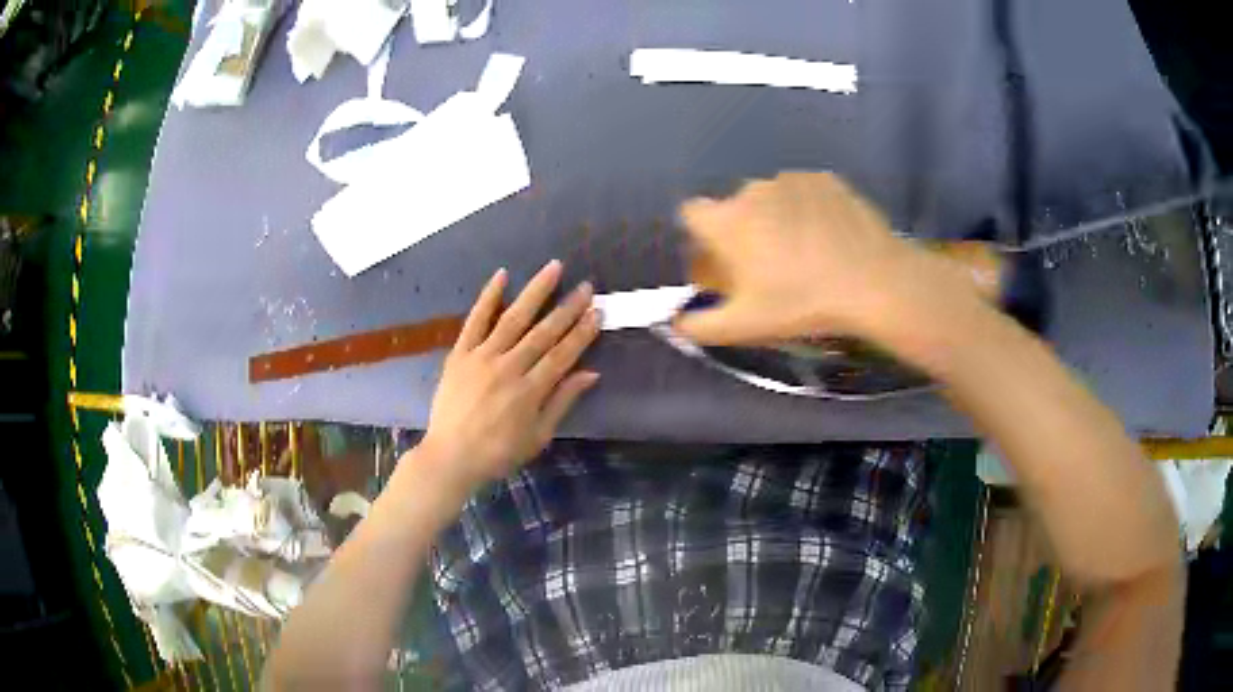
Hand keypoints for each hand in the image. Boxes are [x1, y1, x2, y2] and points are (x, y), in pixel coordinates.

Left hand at [417, 261, 599, 492]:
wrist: (450, 456)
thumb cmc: (498, 452)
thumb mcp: (538, 436)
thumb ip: (562, 402)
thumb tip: (590, 373)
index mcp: (530, 391)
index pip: (563, 354)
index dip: (582, 333)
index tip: (597, 312)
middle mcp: (509, 367)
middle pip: (543, 332)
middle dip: (568, 308)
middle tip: (586, 286)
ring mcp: (482, 357)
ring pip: (514, 318)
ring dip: (536, 291)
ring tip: (553, 267)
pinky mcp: (460, 353)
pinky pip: (475, 320)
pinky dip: (488, 297)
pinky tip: (502, 275)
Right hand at [674, 171, 968, 346]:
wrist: (873, 281)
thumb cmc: (802, 302)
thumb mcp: (745, 326)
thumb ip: (699, 326)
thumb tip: (672, 324)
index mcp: (727, 220)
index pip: (692, 213)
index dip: (702, 235)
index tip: (722, 259)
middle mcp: (752, 189)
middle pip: (734, 207)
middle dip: (743, 230)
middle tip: (770, 264)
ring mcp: (791, 179)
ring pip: (770, 198)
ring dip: (776, 217)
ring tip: (806, 251)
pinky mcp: (824, 178)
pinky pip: (803, 192)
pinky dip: (807, 209)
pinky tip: (828, 236)